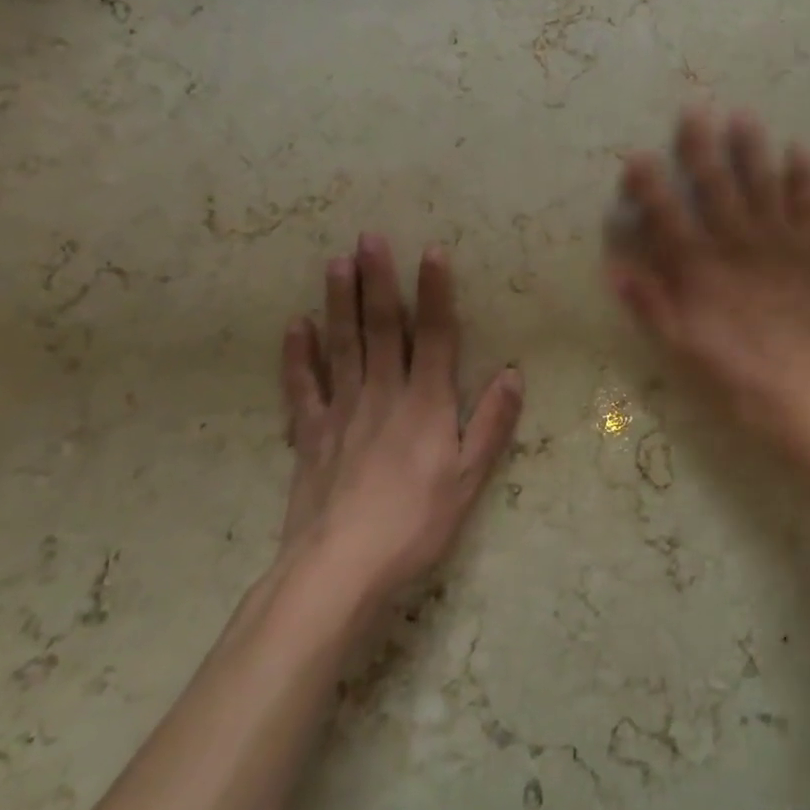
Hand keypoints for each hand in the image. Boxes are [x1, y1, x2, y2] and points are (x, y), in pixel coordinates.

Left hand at [276, 234, 522, 604]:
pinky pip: (303, 388)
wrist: (338, 572)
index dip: (435, 293)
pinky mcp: (311, 435)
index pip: (435, 336)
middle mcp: (383, 394)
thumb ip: (491, 424)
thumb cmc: (414, 525)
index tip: (432, 251)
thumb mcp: (469, 480)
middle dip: (377, 281)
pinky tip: (295, 326)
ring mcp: (342, 411)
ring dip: (339, 302)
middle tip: (368, 238)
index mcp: (425, 404)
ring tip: (335, 262)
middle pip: (382, 329)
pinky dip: (297, 356)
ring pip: (342, 346)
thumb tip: (513, 373)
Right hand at [607, 107, 809, 455]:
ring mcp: (780, 245)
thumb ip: (650, 306)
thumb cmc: (741, 381)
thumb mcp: (683, 352)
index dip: (649, 184)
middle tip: (694, 110)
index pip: (667, 216)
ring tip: (742, 115)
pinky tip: (799, 151)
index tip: (637, 155)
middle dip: (701, 147)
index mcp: (700, 270)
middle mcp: (738, 245)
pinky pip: (808, 206)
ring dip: (751, 149)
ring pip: (762, 185)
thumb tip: (615, 266)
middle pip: (715, 187)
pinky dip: (803, 178)